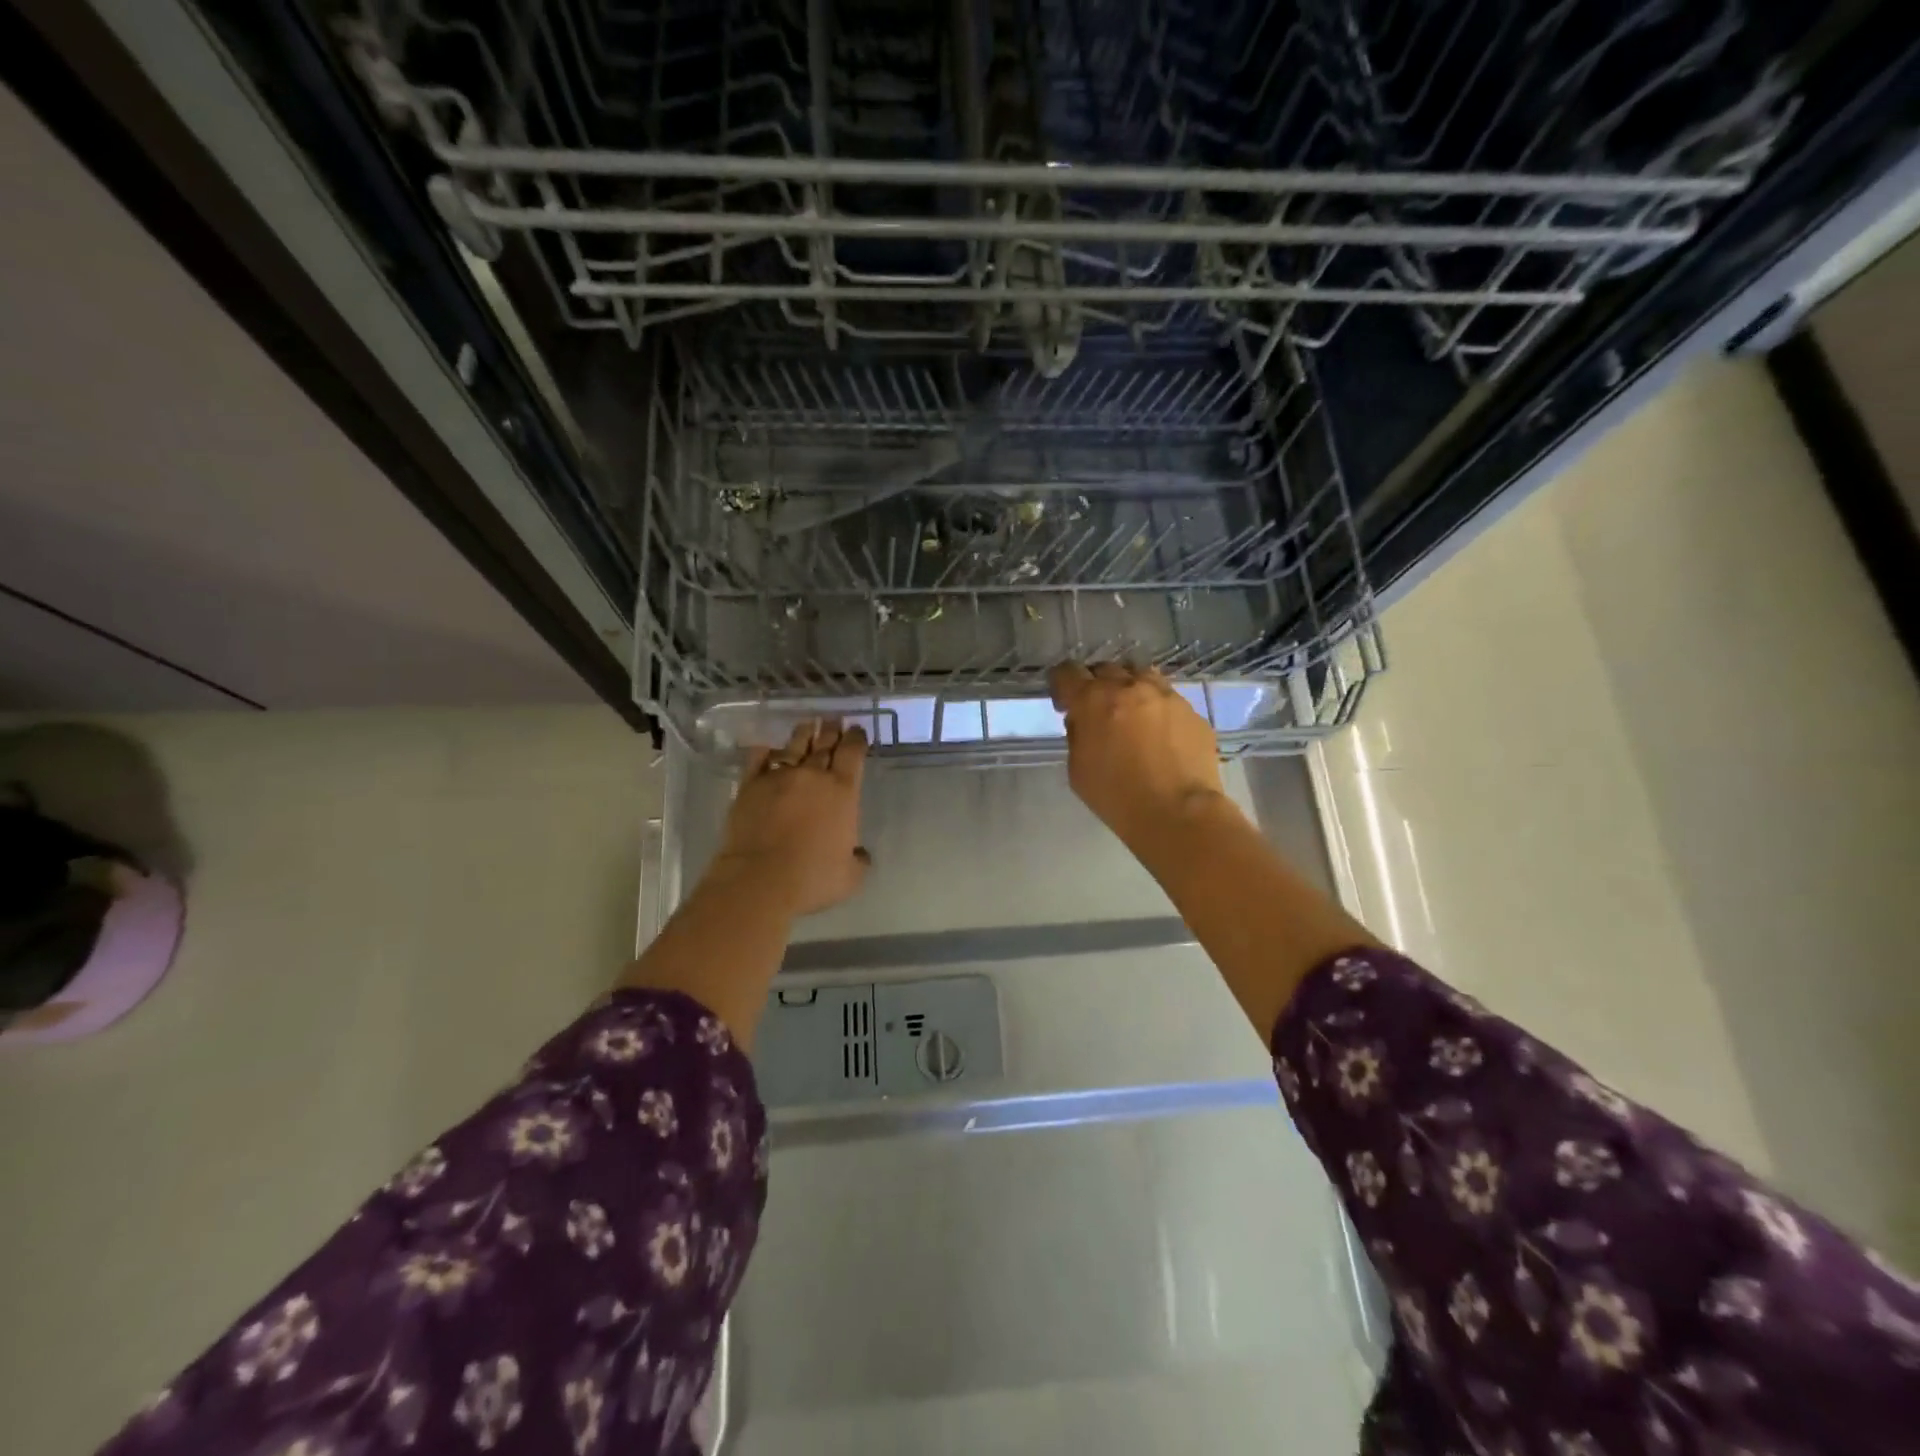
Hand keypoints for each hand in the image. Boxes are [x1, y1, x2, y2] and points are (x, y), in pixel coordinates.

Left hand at [710, 719, 870, 916]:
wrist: (759, 879)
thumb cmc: (812, 877)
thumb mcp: (850, 876)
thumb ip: (859, 859)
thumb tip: (860, 854)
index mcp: (843, 791)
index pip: (853, 753)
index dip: (856, 739)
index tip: (857, 730)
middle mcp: (812, 776)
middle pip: (824, 744)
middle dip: (831, 730)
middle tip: (834, 720)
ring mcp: (778, 777)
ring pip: (794, 746)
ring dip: (803, 734)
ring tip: (808, 725)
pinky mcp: (750, 786)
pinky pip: (758, 759)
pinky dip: (765, 751)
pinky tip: (767, 747)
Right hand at [1050, 662, 1228, 848]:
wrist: (1178, 812)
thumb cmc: (1117, 796)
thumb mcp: (1078, 770)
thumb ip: (1077, 736)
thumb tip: (1083, 720)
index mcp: (1093, 700)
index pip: (1068, 673)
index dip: (1061, 683)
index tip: (1064, 700)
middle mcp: (1129, 687)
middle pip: (1105, 669)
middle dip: (1096, 684)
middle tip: (1097, 709)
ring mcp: (1165, 695)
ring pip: (1141, 675)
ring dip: (1129, 687)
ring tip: (1131, 711)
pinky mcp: (1191, 711)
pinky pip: (1168, 699)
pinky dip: (1157, 708)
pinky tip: (1160, 734)